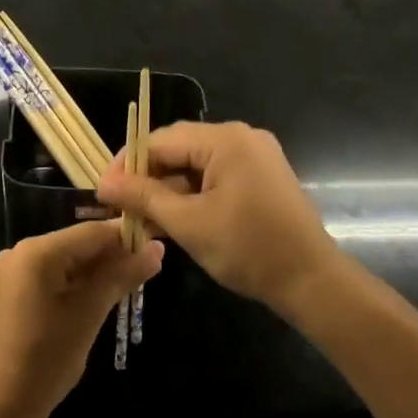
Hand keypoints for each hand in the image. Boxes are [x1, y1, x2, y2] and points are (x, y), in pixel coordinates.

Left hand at [0, 221, 162, 417]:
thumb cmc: (45, 361)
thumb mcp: (88, 316)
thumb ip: (120, 278)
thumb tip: (157, 250)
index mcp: (36, 252)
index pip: (91, 232)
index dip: (126, 237)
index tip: (157, 244)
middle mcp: (19, 251)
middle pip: (76, 244)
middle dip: (111, 256)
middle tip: (147, 270)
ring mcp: (10, 271)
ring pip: (64, 260)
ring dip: (94, 271)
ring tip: (128, 284)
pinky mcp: (7, 290)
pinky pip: (48, 275)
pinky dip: (73, 283)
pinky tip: (95, 297)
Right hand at [98, 121, 342, 318]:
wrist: (313, 281)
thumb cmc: (248, 249)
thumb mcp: (189, 223)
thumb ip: (144, 197)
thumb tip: (104, 183)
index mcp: (224, 139)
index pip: (160, 140)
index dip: (128, 164)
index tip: (104, 191)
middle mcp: (240, 136)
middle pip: (179, 148)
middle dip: (148, 176)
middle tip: (121, 206)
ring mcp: (255, 154)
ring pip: (196, 163)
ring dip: (169, 188)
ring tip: (144, 217)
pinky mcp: (262, 175)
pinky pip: (216, 174)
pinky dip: (193, 193)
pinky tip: (175, 218)